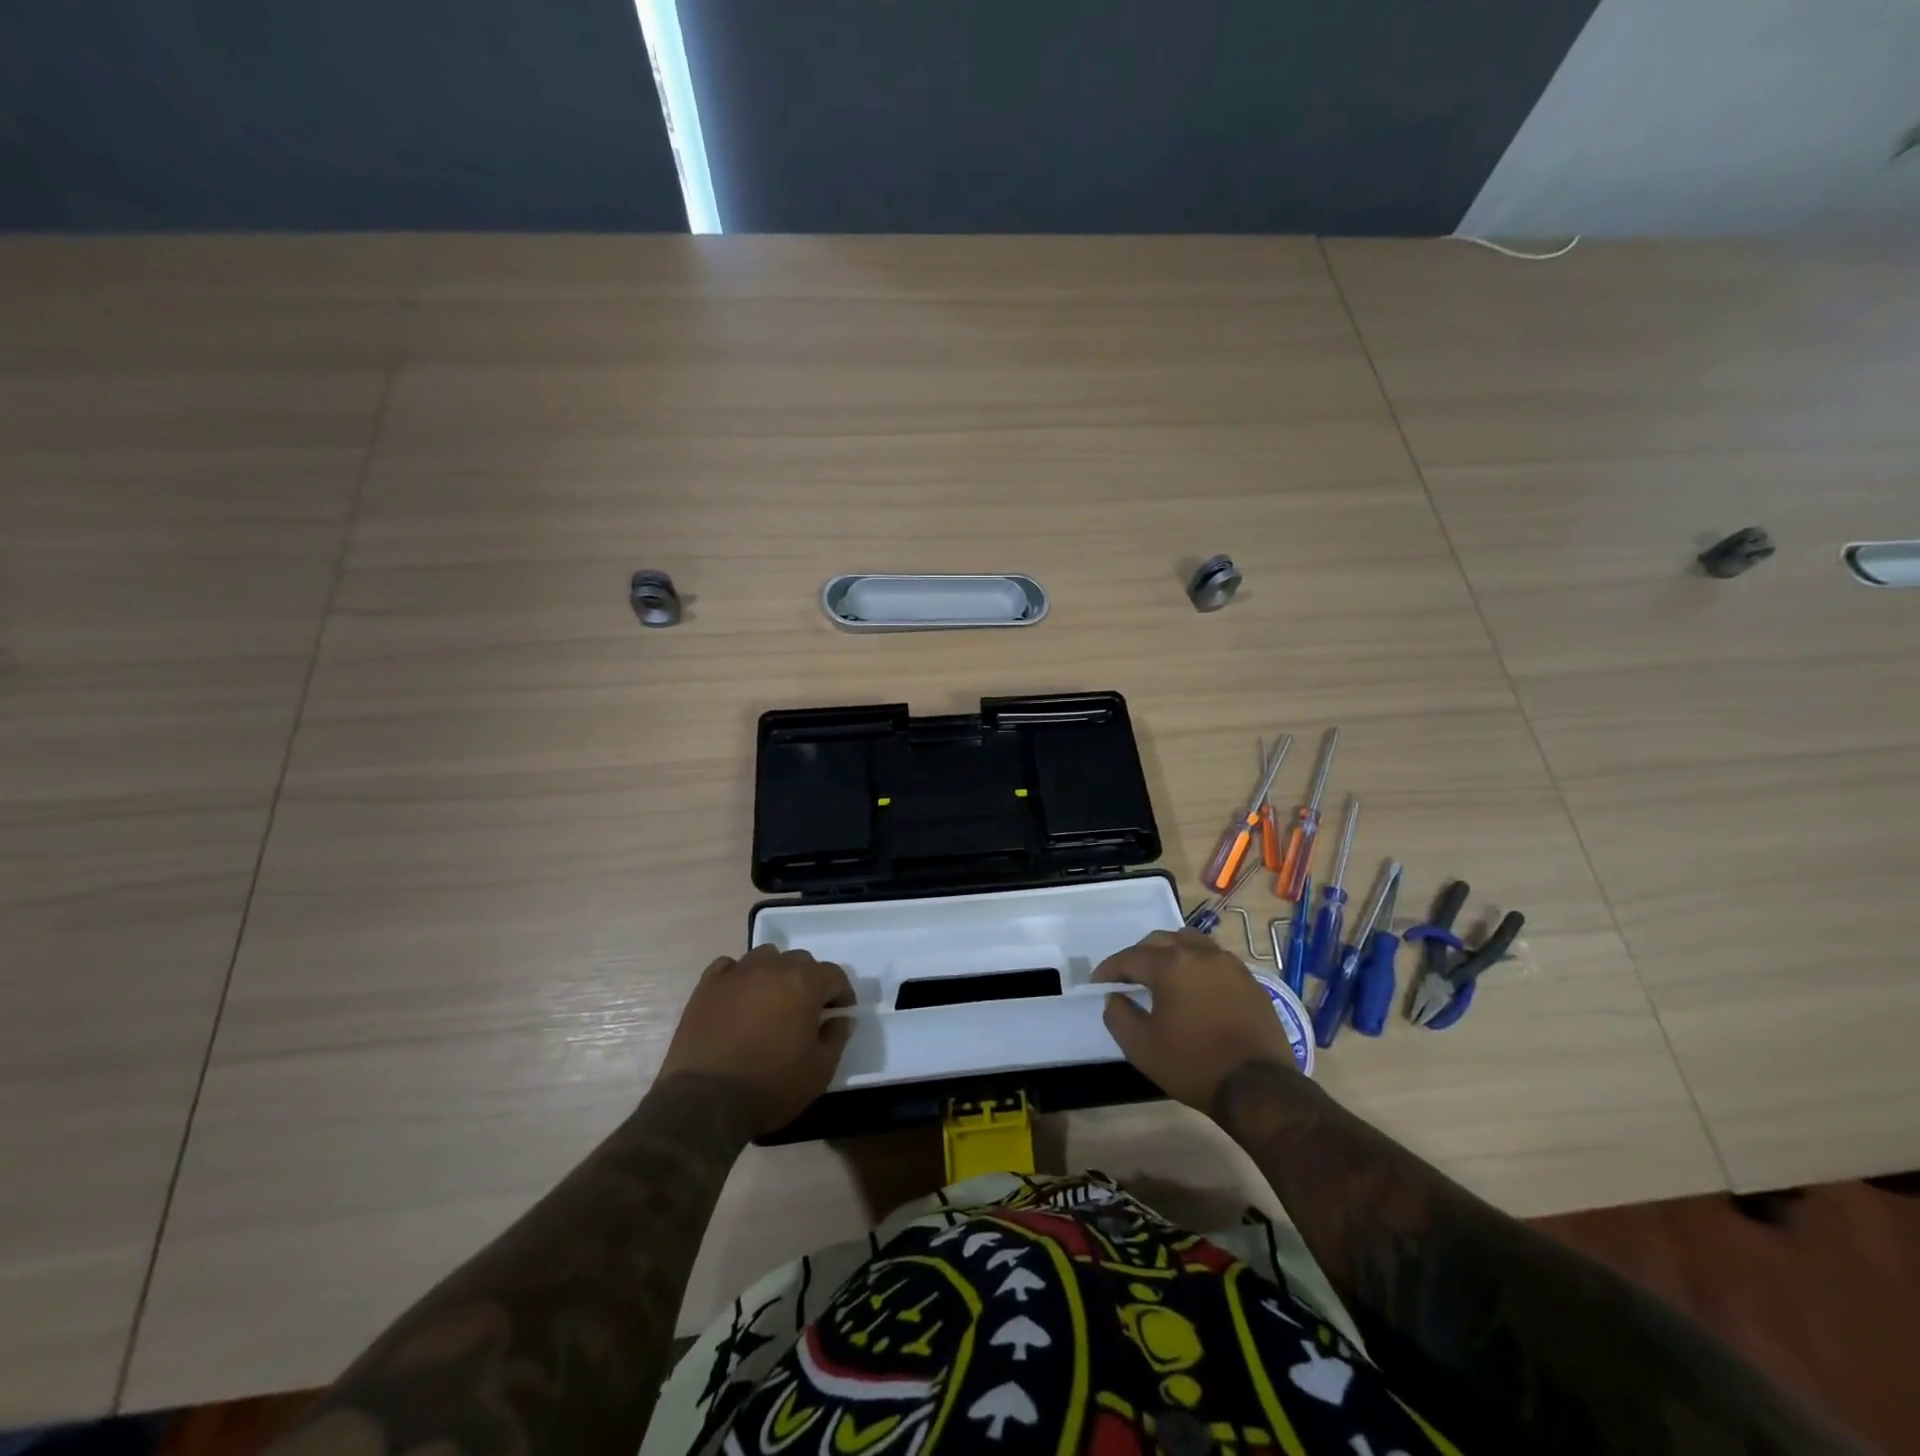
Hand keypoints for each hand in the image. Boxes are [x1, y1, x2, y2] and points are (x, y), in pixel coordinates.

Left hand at [658, 945, 855, 1135]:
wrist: (705, 1102)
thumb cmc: (771, 1085)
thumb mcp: (819, 1070)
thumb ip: (836, 1038)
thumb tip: (842, 1019)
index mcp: (804, 982)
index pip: (834, 975)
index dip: (842, 994)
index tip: (839, 1015)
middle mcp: (772, 967)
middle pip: (800, 961)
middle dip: (809, 981)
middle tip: (805, 1011)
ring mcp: (736, 973)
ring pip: (764, 957)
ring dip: (774, 973)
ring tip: (771, 1001)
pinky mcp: (707, 986)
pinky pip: (729, 968)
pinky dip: (738, 977)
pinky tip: (738, 999)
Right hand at [1091, 929, 1301, 1111]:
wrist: (1259, 1087)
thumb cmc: (1194, 1064)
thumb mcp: (1141, 1047)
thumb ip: (1118, 1016)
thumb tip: (1114, 997)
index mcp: (1171, 964)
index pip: (1130, 957)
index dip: (1110, 969)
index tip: (1097, 983)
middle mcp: (1200, 953)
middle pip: (1160, 941)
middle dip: (1138, 956)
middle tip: (1127, 978)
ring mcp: (1229, 964)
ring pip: (1190, 942)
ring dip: (1170, 952)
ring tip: (1162, 974)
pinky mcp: (1249, 980)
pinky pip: (1214, 958)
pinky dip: (1196, 964)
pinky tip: (1195, 986)